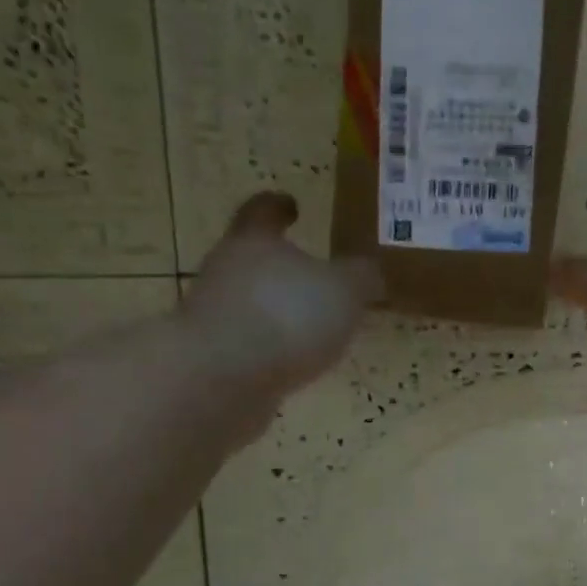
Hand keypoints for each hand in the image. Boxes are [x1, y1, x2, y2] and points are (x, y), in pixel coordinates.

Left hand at [186, 193, 380, 389]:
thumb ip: (361, 278)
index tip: (292, 206)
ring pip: (252, 306)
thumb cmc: (288, 317)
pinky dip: (271, 352)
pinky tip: (295, 366)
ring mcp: (216, 317)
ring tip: (314, 331)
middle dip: (283, 268)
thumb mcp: (344, 291)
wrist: (223, 379)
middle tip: (317, 280)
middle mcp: (227, 272)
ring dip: (278, 314)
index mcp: (255, 242)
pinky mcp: (215, 359)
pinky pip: (250, 347)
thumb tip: (371, 273)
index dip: (279, 206)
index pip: (264, 212)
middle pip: (254, 260)